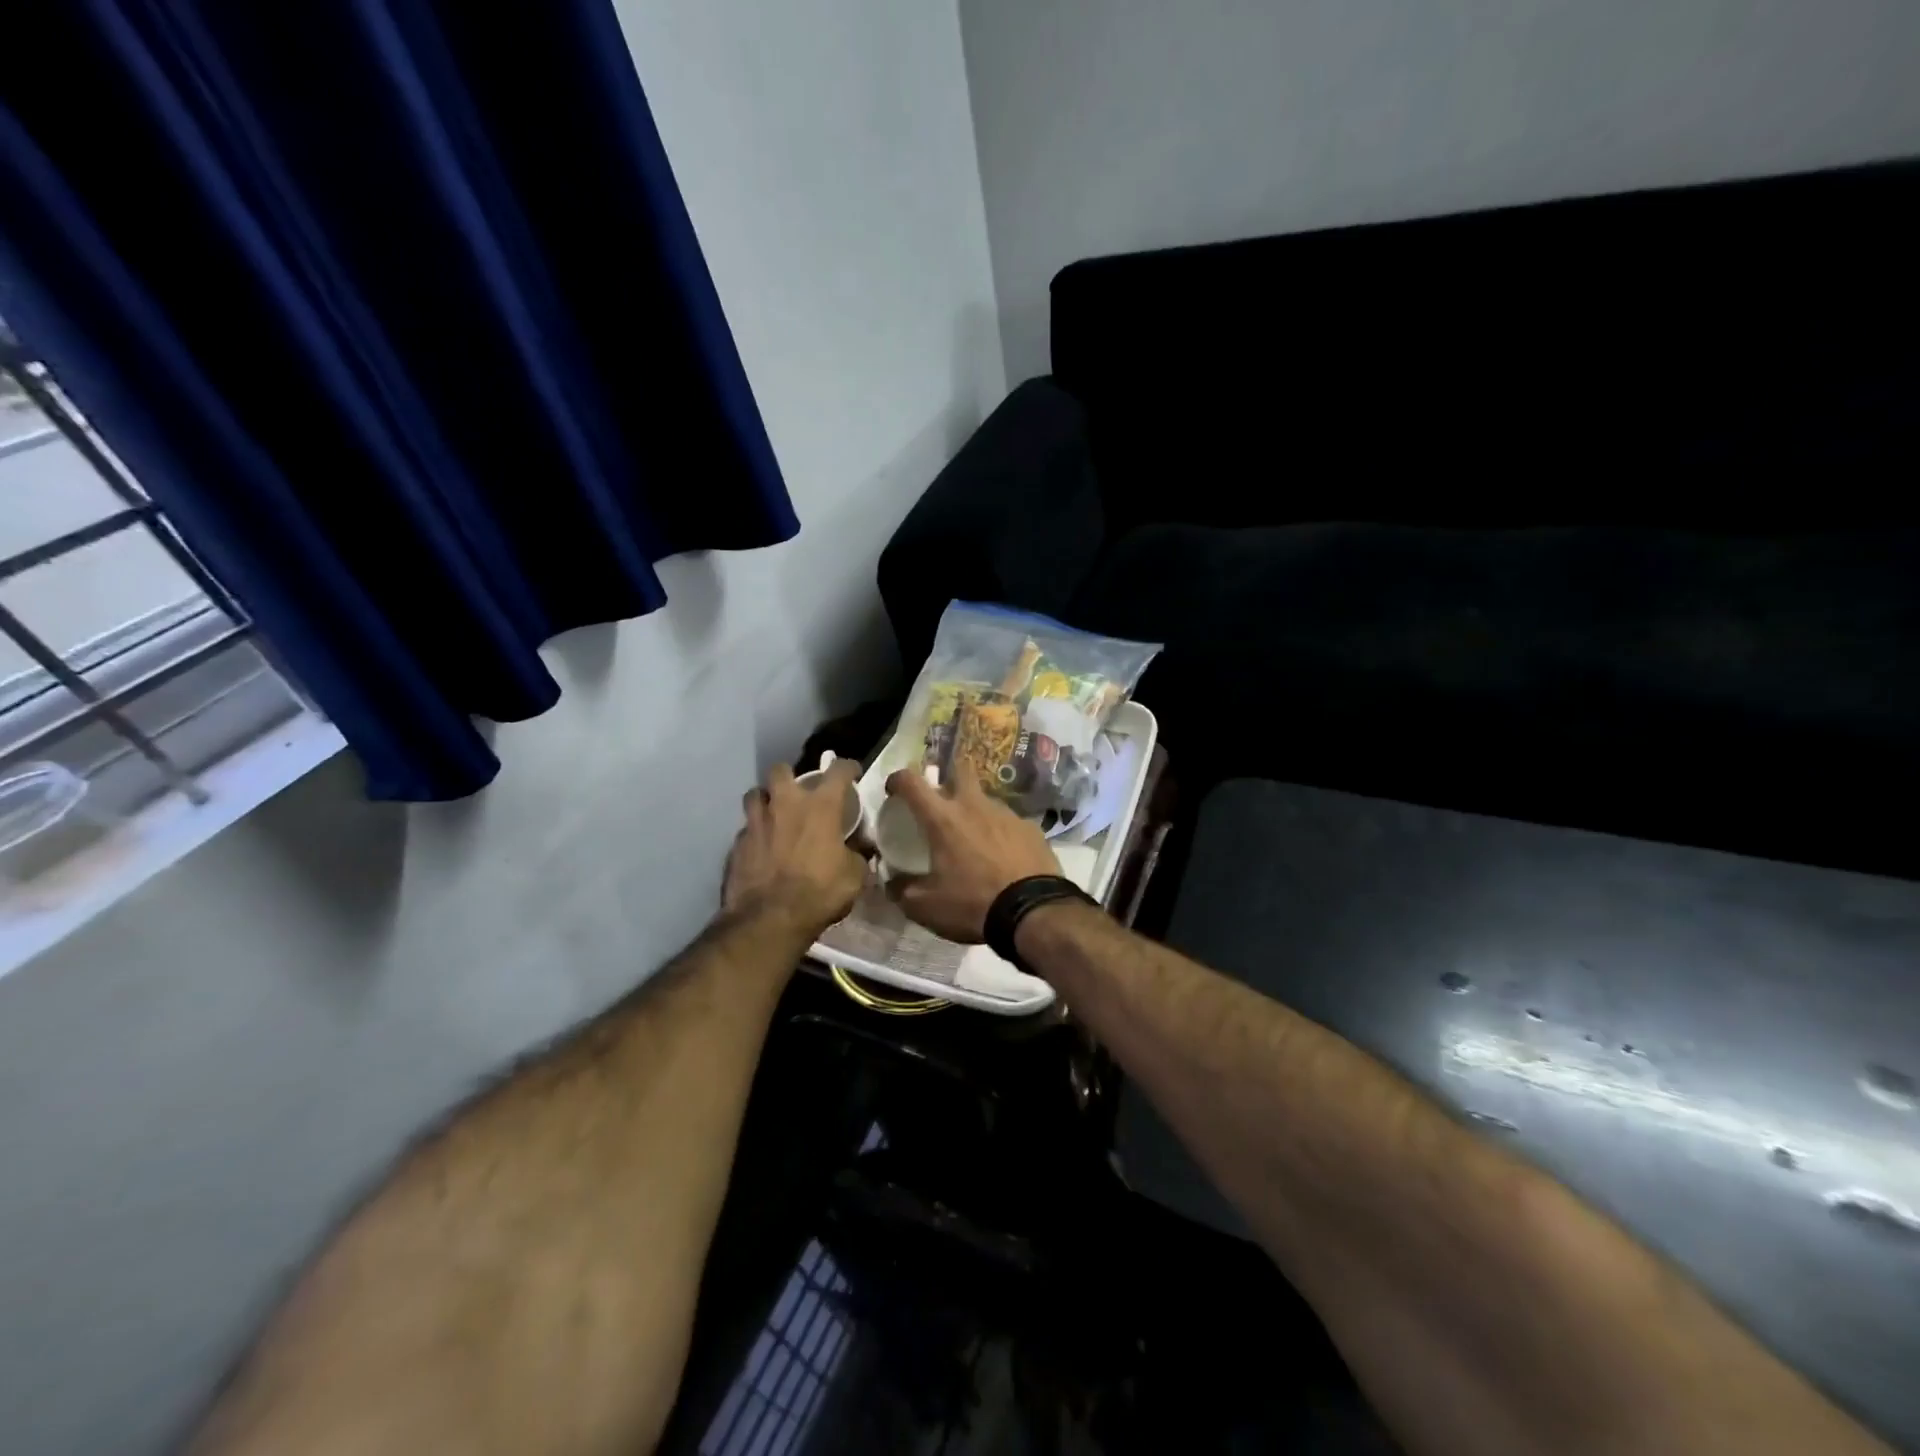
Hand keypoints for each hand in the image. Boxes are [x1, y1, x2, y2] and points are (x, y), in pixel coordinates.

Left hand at [722, 761, 867, 938]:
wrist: (769, 919)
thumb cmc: (820, 892)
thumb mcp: (855, 876)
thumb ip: (857, 855)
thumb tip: (860, 850)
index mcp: (820, 806)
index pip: (837, 770)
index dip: (847, 767)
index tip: (851, 772)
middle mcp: (785, 804)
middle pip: (781, 770)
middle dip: (790, 776)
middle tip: (799, 793)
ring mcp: (756, 822)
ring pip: (755, 794)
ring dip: (765, 800)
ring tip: (774, 814)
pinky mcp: (736, 844)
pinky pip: (746, 829)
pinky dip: (754, 833)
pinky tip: (761, 848)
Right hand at [882, 767, 1061, 941]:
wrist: (1034, 912)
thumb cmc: (973, 904)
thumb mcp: (926, 907)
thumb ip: (902, 891)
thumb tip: (891, 882)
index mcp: (943, 819)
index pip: (912, 782)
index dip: (898, 780)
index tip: (894, 790)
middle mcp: (974, 806)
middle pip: (960, 770)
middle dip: (948, 778)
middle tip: (942, 803)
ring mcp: (1007, 814)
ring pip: (986, 800)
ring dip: (976, 812)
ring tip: (975, 840)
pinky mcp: (1032, 828)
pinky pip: (1010, 823)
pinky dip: (1001, 834)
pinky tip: (1004, 857)